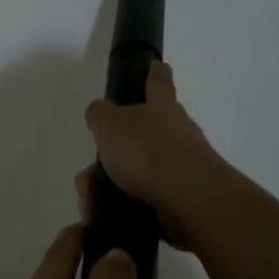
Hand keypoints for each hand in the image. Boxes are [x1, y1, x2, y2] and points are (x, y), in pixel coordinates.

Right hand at [83, 60, 229, 244]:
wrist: (188, 199)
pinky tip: (106, 213)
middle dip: (120, 147)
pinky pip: (145, 198)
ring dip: (113, 182)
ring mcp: (184, 167)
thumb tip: (100, 112)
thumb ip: (100, 114)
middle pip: (149, 133)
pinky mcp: (183, 199)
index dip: (155, 74)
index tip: (158, 65)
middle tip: (95, 162)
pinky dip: (123, 204)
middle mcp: (178, 133)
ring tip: (90, 198)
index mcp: (162, 108)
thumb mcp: (109, 124)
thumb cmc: (147, 151)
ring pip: (141, 170)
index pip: (158, 83)